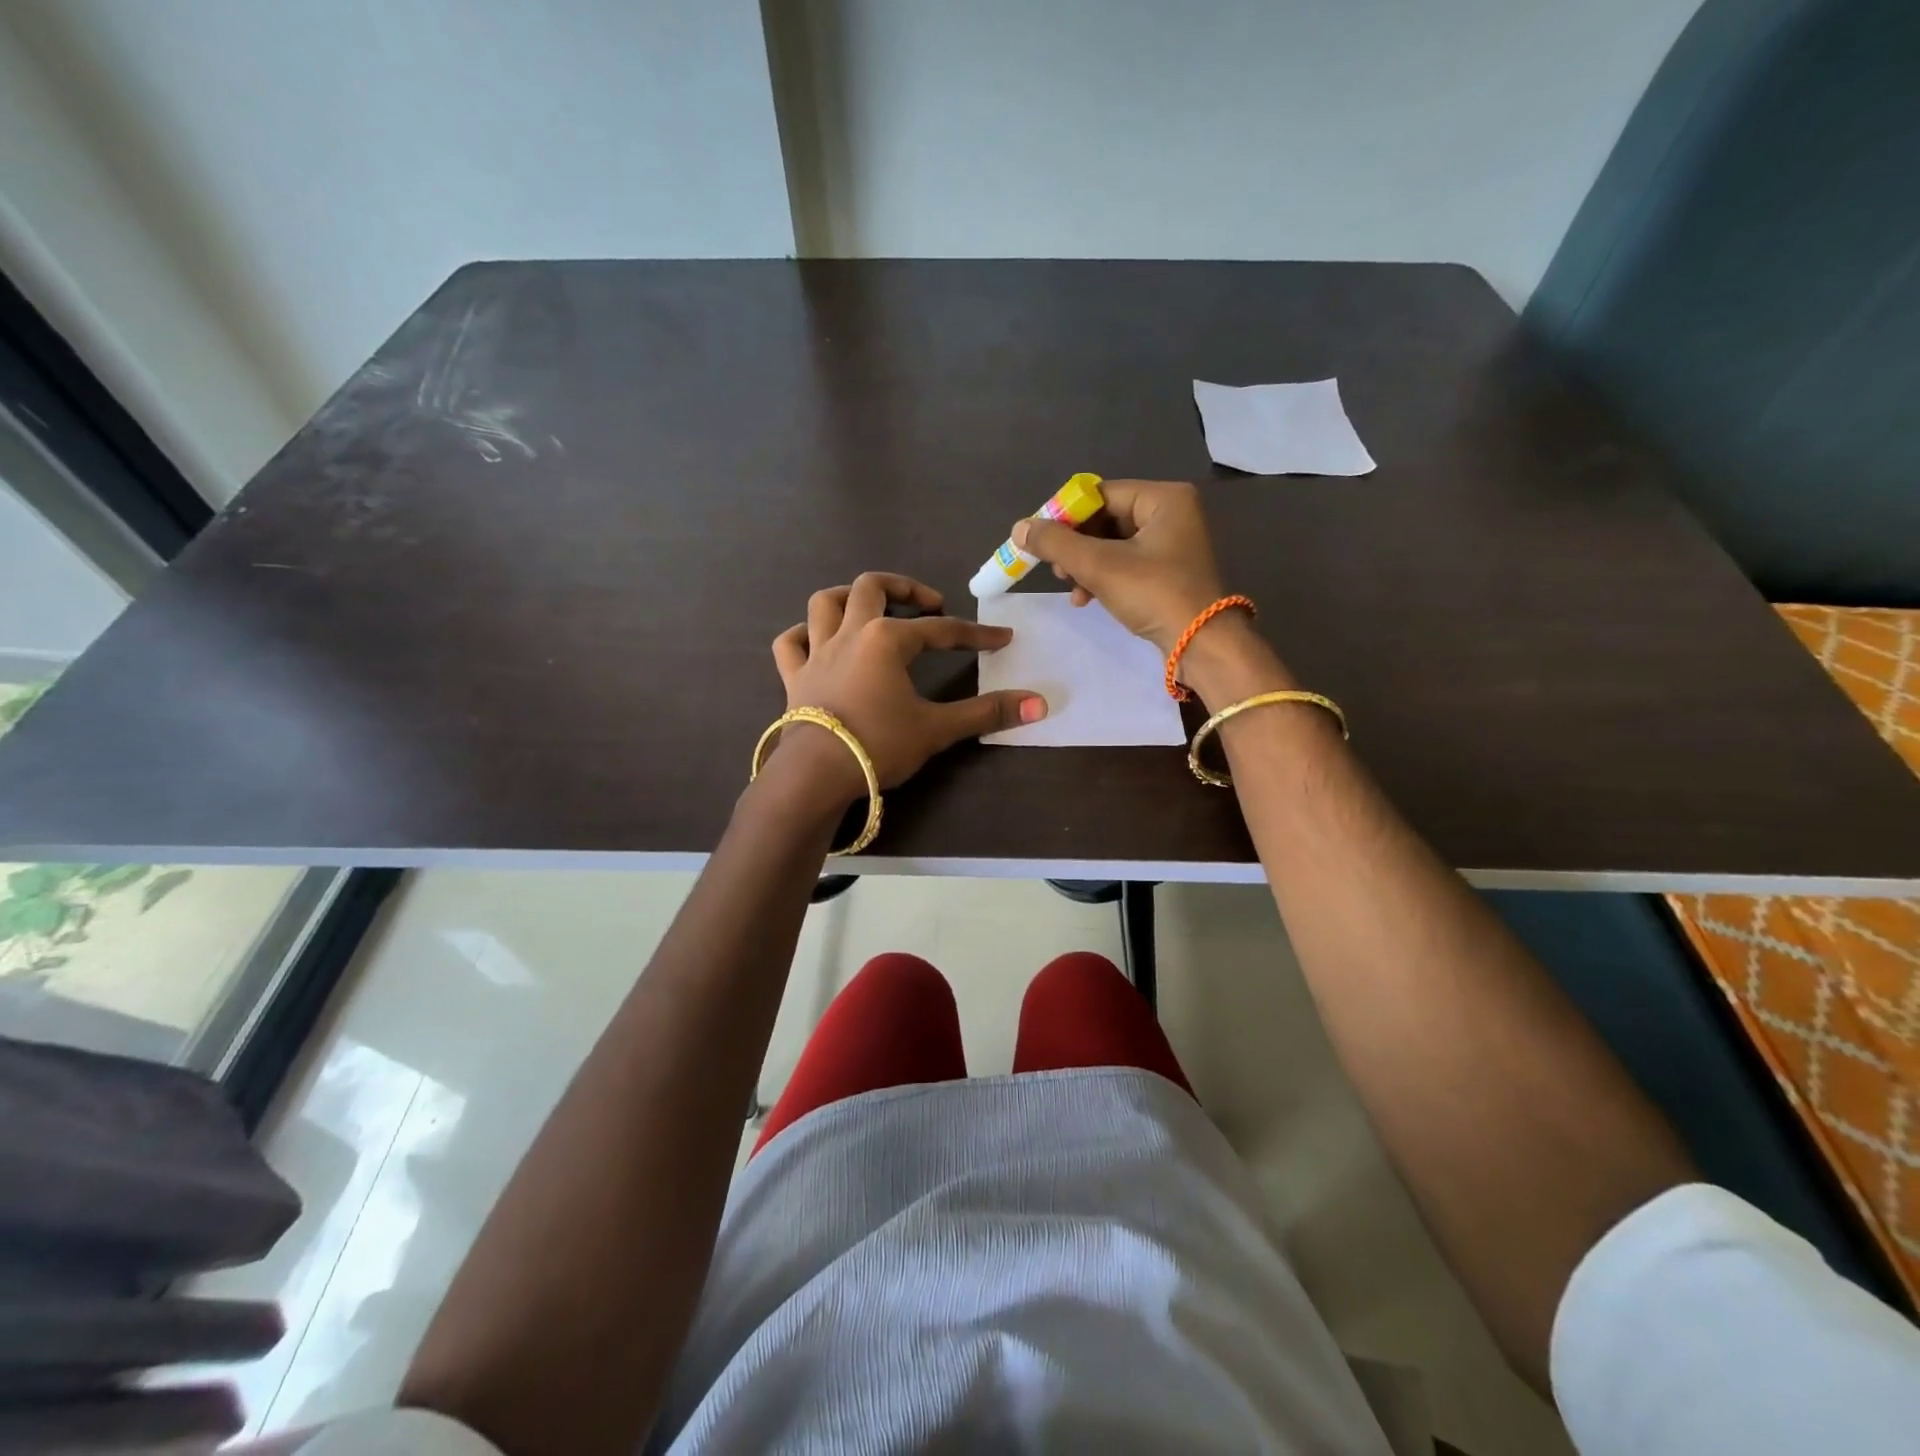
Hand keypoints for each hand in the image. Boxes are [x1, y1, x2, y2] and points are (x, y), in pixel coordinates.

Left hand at [770, 572, 1046, 793]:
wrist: (815, 775)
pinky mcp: (793, 677)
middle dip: (905, 588)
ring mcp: (816, 653)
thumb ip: (986, 713)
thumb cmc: (878, 745)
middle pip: (872, 587)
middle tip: (929, 605)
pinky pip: (790, 643)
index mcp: (886, 639)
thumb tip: (1040, 703)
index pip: (940, 630)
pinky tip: (816, 641)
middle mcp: (849, 634)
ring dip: (848, 597)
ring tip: (871, 608)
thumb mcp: (937, 729)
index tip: (1000, 638)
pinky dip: (803, 635)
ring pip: (824, 603)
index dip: (974, 633)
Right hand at [1012, 480, 1224, 653]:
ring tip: (1071, 588)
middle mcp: (1172, 513)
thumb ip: (1056, 543)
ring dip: (1085, 565)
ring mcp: (1172, 544)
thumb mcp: (1100, 566)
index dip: (1066, 516)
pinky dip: (1102, 578)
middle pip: (1105, 519)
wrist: (1200, 645)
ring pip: (1112, 545)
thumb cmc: (1154, 594)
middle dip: (1076, 546)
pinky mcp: (1168, 572)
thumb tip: (1019, 528)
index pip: (1100, 494)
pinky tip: (1086, 599)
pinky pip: (1125, 564)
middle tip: (1057, 570)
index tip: (1041, 542)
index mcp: (1164, 498)